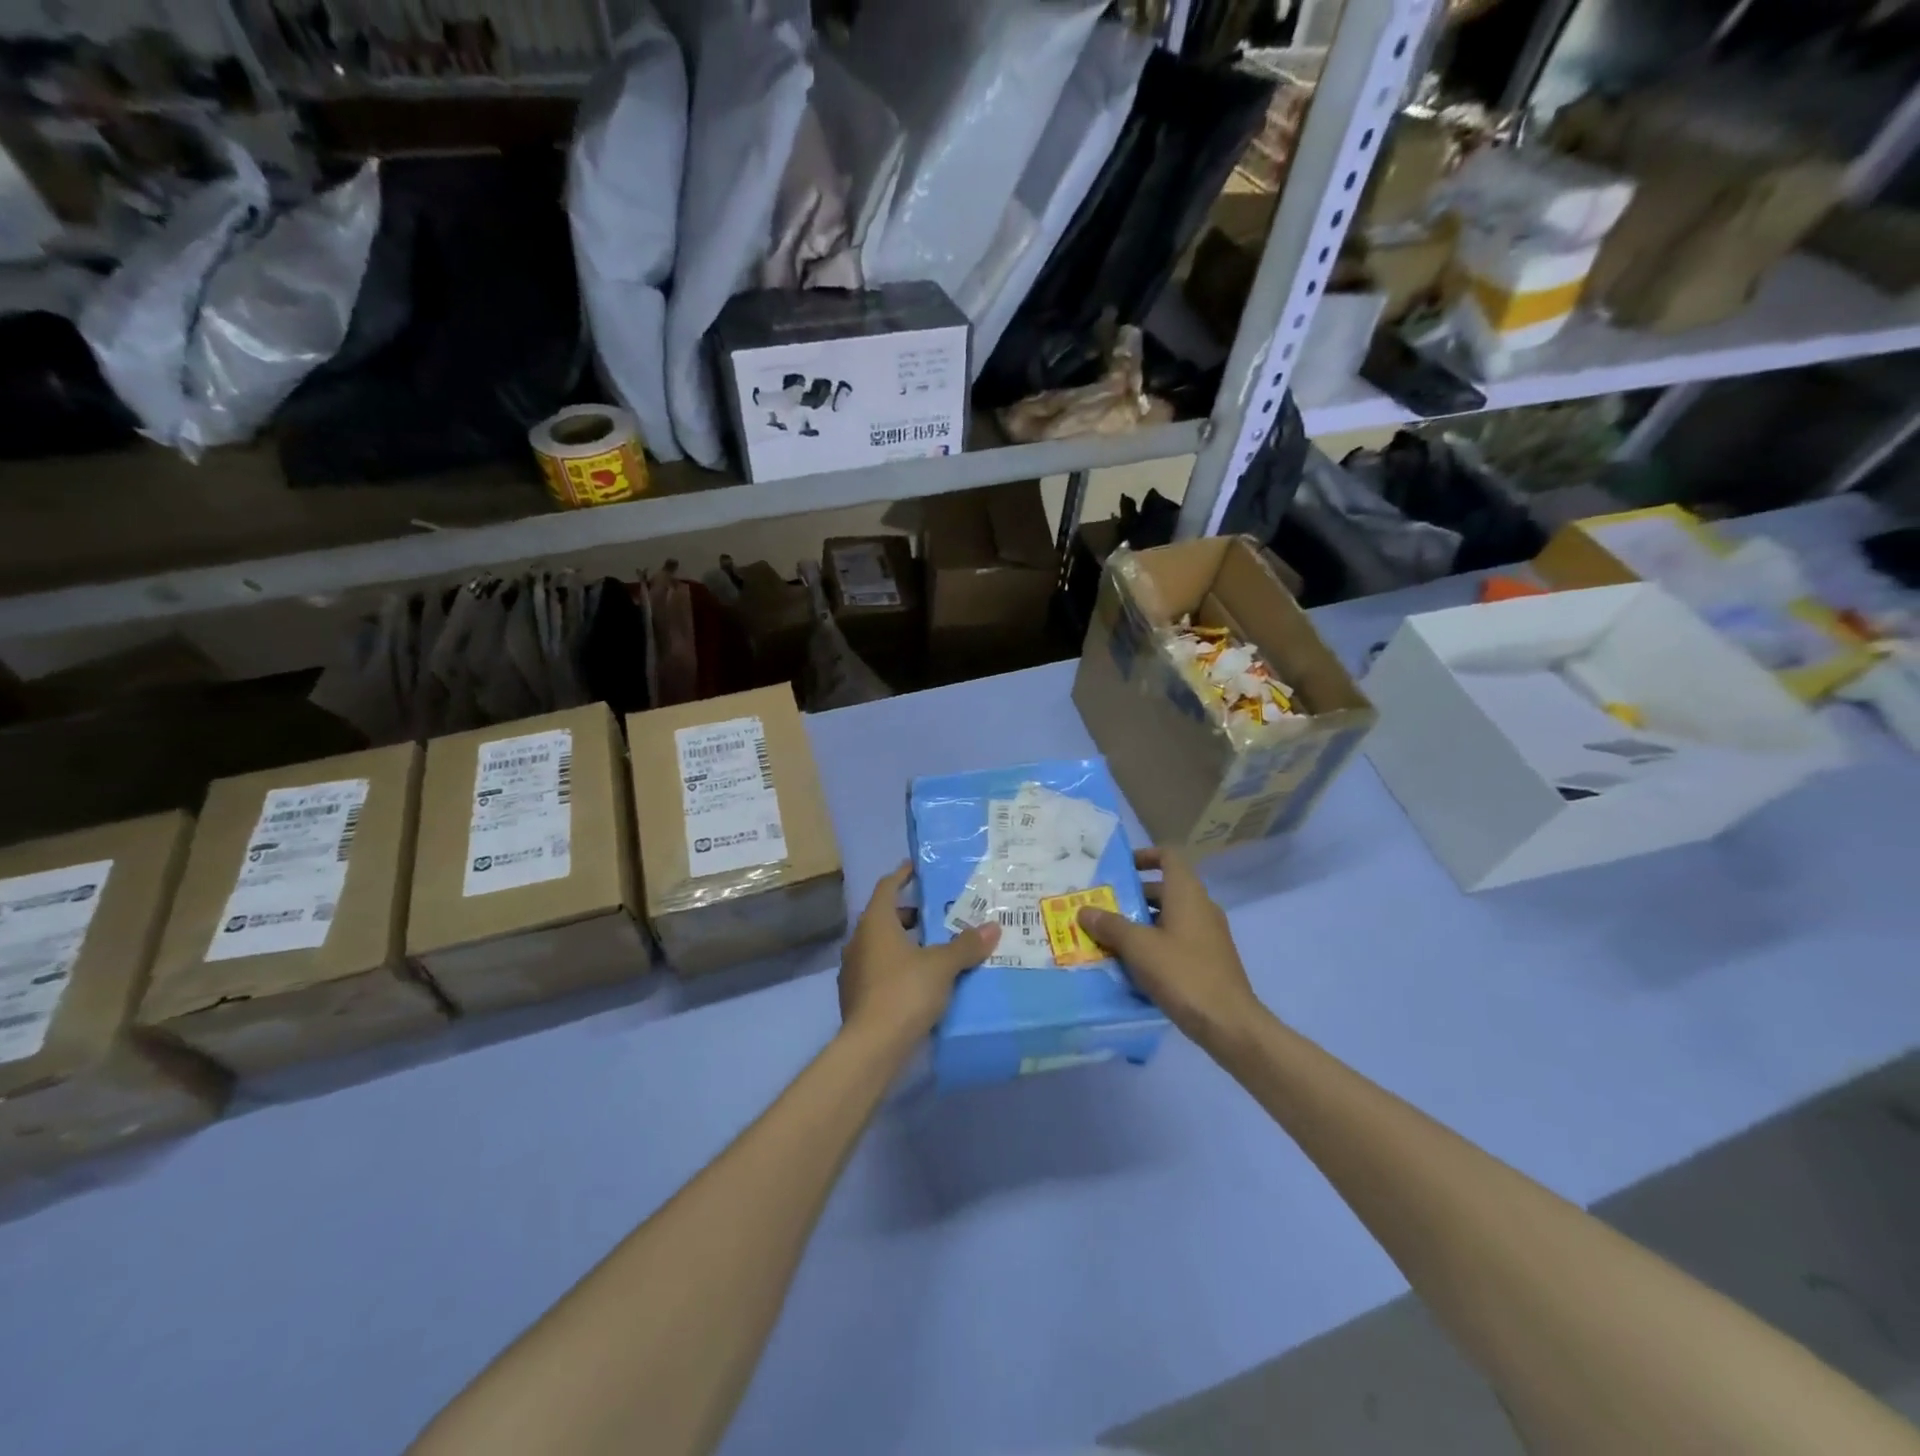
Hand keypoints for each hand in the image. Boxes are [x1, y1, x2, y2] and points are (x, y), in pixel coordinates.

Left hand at [839, 863, 1000, 1043]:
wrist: (872, 1047)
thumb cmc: (905, 991)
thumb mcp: (942, 965)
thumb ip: (966, 945)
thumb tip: (992, 927)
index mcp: (875, 923)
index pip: (887, 887)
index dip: (902, 875)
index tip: (917, 868)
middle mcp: (859, 941)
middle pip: (883, 918)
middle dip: (909, 915)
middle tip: (936, 916)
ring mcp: (853, 970)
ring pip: (881, 946)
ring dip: (904, 944)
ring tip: (934, 950)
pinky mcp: (855, 997)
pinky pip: (879, 971)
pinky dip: (898, 968)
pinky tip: (920, 982)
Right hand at [1078, 848, 1259, 1042]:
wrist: (1229, 1024)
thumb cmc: (1183, 974)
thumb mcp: (1139, 947)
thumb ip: (1110, 925)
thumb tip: (1084, 910)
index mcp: (1187, 894)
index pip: (1168, 856)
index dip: (1144, 856)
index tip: (1120, 869)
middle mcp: (1201, 907)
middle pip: (1165, 888)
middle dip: (1132, 896)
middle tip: (1103, 908)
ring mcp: (1208, 935)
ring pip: (1169, 917)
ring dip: (1141, 923)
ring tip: (1110, 938)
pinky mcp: (1209, 959)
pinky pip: (1177, 939)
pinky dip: (1155, 943)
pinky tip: (1133, 965)